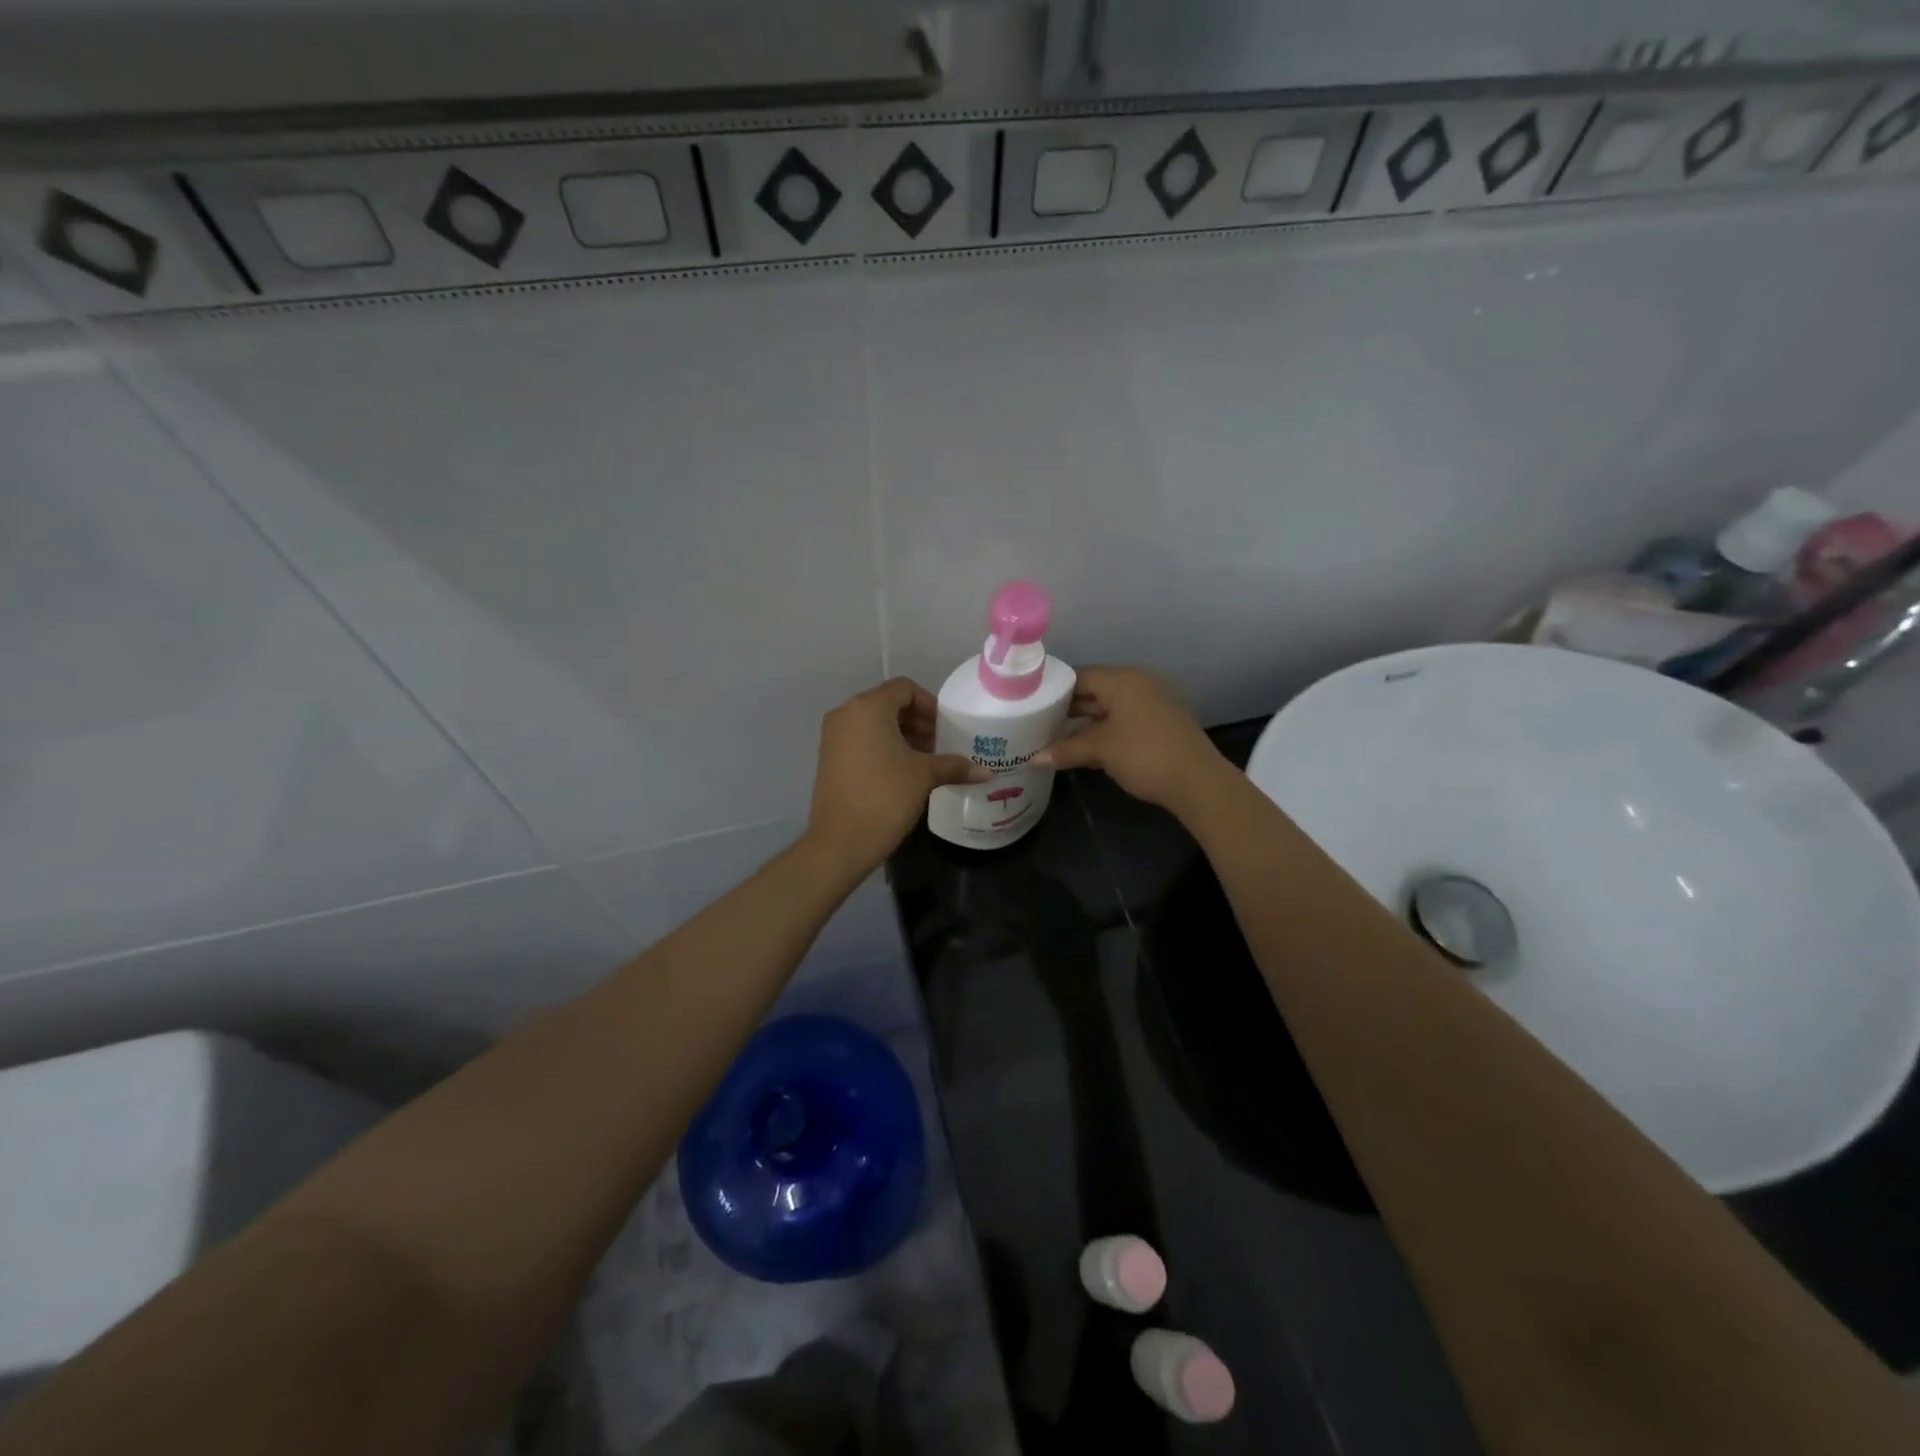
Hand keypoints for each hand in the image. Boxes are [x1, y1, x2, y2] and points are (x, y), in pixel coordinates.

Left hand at [807, 679, 989, 872]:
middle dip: (918, 722)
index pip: (904, 689)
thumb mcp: (924, 776)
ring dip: (903, 736)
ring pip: (875, 724)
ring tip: (928, 761)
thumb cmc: (885, 797)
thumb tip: (987, 772)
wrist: (840, 842)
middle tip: (942, 745)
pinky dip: (884, 747)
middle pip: (889, 704)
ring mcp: (833, 737)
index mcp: (868, 708)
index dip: (930, 705)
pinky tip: (905, 772)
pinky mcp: (830, 758)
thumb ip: (954, 766)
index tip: (947, 728)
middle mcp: (846, 714)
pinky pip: (862, 740)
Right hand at [1032, 666, 1228, 814]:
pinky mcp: (1157, 725)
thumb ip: (1066, 750)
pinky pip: (1121, 721)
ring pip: (1107, 708)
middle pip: (1093, 691)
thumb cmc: (1144, 754)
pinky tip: (1082, 748)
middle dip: (1067, 708)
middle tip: (1036, 721)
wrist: (1197, 781)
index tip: (1030, 702)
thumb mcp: (1101, 750)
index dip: (1054, 688)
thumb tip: (1033, 758)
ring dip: (1083, 723)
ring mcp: (1150, 705)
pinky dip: (1101, 731)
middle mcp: (1137, 685)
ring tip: (1052, 736)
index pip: (1079, 676)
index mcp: (1122, 680)